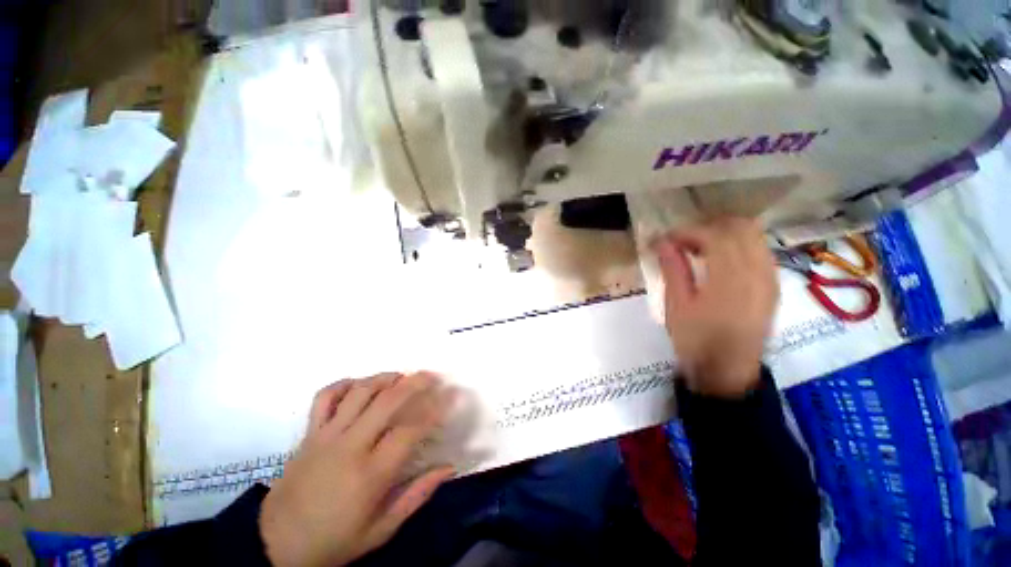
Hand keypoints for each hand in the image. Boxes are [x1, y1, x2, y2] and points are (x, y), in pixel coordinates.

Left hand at [260, 372, 455, 566]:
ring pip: (359, 392)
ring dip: (385, 378)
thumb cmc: (335, 541)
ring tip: (402, 376)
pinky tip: (361, 384)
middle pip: (387, 401)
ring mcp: (325, 436)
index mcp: (370, 474)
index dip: (435, 409)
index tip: (451, 396)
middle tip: (432, 376)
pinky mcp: (308, 433)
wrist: (276, 545)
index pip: (410, 430)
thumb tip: (449, 467)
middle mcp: (349, 447)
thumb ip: (417, 495)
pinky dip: (345, 384)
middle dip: (415, 383)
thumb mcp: (381, 529)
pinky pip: (325, 397)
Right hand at [653, 217, 778, 397]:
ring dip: (723, 234)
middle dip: (706, 227)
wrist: (728, 372)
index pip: (714, 236)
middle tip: (681, 241)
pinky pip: (759, 250)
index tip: (664, 239)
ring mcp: (770, 278)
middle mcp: (758, 273)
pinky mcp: (773, 285)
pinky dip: (737, 245)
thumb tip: (662, 242)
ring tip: (696, 248)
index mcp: (730, 281)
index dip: (686, 232)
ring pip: (753, 235)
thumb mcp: (676, 306)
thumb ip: (673, 270)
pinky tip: (717, 259)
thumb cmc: (695, 341)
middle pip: (739, 228)